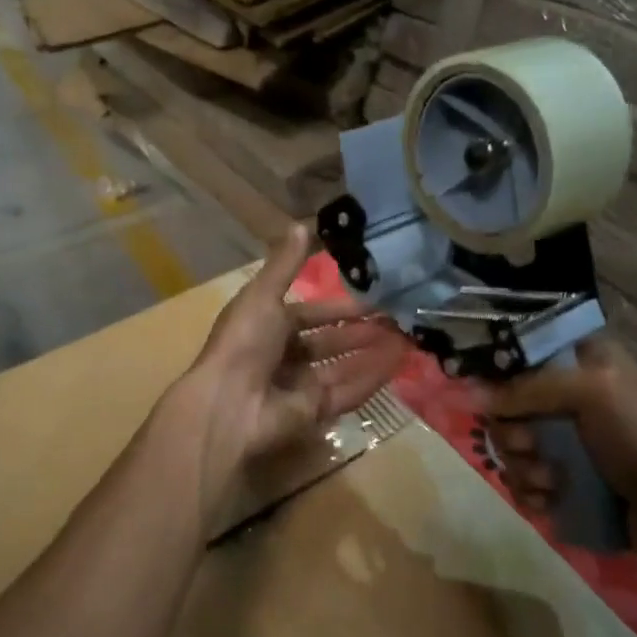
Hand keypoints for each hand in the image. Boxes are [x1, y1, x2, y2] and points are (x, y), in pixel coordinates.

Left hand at [175, 224, 408, 511]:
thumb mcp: (263, 295)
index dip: (338, 307)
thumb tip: (301, 224)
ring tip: (406, 338)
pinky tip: (397, 363)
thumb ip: (286, 264)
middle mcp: (282, 355)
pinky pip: (346, 392)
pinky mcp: (312, 412)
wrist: (229, 404)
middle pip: (328, 342)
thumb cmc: (244, 342)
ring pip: (341, 366)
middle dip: (360, 331)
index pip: (309, 313)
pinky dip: (371, 378)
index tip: (373, 299)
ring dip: (371, 353)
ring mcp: (297, 386)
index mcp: (266, 325)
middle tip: (398, 319)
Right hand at [479, 336, 636, 565]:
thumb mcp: (592, 395)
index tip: (493, 398)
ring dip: (520, 466)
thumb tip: (468, 394)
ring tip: (548, 483)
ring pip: (512, 443)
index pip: (521, 352)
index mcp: (583, 360)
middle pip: (508, 402)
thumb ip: (527, 388)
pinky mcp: (567, 477)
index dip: (499, 374)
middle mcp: (572, 394)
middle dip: (511, 431)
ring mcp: (569, 438)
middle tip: (529, 447)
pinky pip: (524, 476)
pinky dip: (529, 490)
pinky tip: (547, 501)